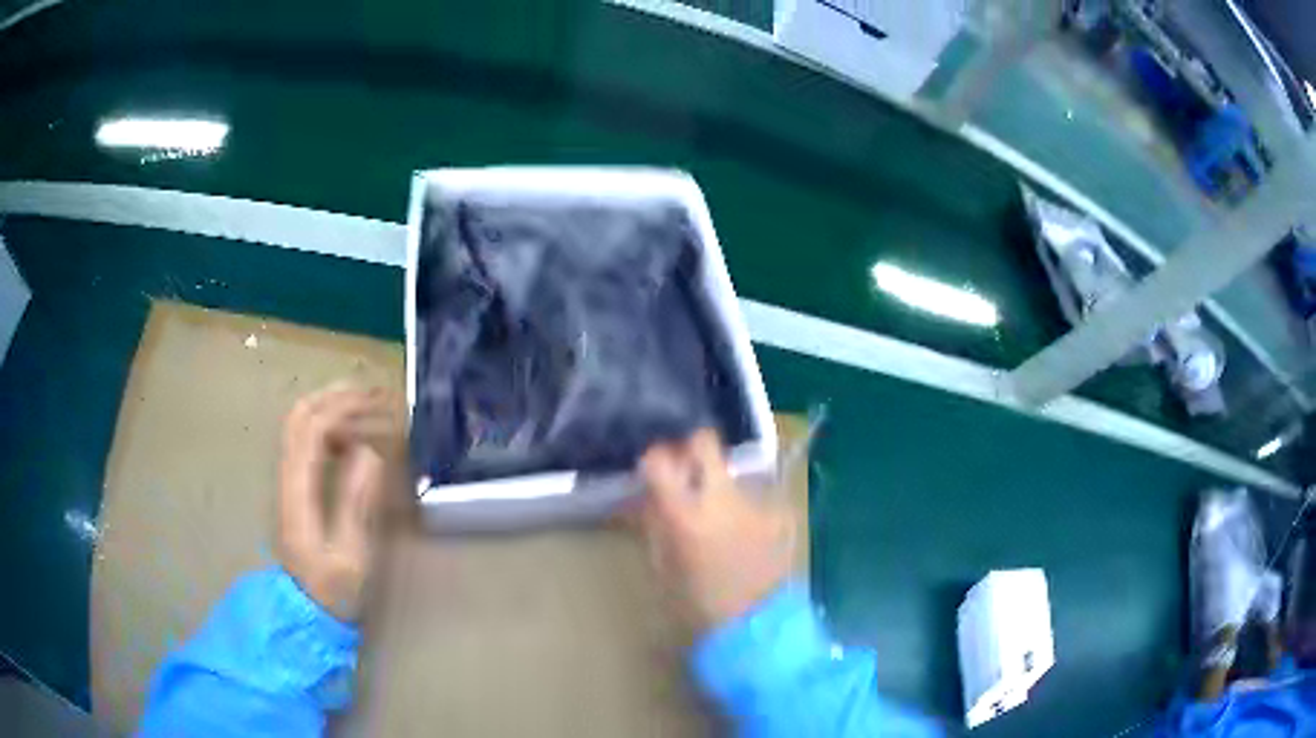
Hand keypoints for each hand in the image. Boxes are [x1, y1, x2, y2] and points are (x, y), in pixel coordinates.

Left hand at [277, 385, 405, 621]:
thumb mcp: (350, 555)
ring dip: (331, 406)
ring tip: (367, 407)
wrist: (302, 611)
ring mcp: (286, 480)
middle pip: (301, 414)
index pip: (314, 427)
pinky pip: (305, 441)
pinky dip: (328, 426)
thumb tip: (371, 452)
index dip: (347, 407)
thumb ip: (356, 503)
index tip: (382, 404)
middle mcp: (287, 476)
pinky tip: (351, 437)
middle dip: (337, 396)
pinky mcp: (292, 487)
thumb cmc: (331, 589)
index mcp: (298, 490)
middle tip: (374, 394)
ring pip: (300, 423)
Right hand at [639, 429, 794, 630]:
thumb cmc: (699, 604)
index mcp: (686, 514)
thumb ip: (656, 523)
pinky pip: (755, 497)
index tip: (653, 469)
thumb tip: (651, 496)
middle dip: (693, 448)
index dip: (653, 459)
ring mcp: (756, 501)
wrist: (756, 624)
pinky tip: (746, 532)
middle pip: (706, 442)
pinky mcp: (781, 511)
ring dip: (721, 484)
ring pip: (733, 472)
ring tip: (720, 513)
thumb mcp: (664, 565)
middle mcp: (722, 498)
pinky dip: (746, 507)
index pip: (660, 460)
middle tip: (688, 468)